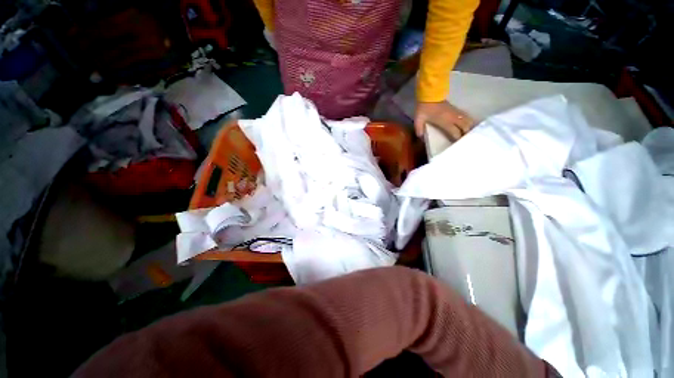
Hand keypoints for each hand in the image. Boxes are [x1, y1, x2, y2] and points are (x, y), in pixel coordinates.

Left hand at [414, 101, 475, 139]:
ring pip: (468, 121)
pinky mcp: (456, 109)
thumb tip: (420, 139)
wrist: (429, 95)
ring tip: (470, 135)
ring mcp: (456, 112)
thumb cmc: (424, 109)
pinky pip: (466, 116)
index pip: (456, 132)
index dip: (458, 139)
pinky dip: (469, 121)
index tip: (458, 146)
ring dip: (470, 128)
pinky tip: (470, 126)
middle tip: (466, 142)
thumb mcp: (418, 120)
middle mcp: (453, 118)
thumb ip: (419, 130)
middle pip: (466, 127)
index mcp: (445, 122)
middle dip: (467, 134)